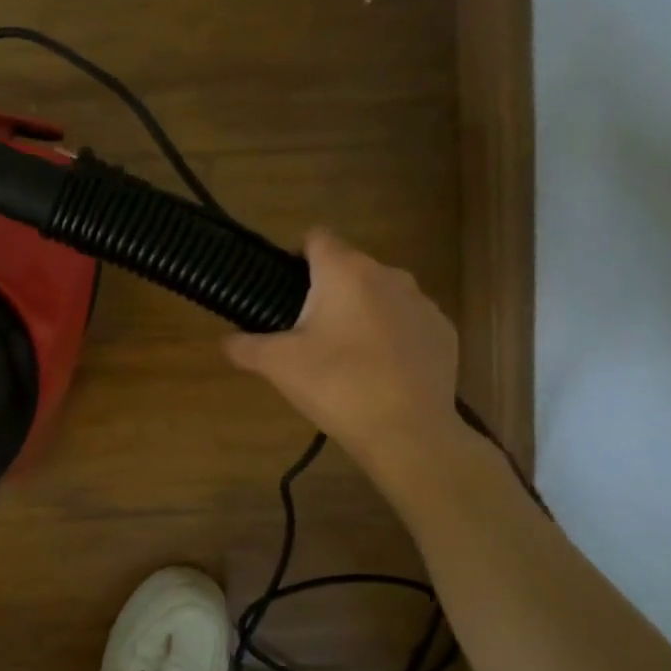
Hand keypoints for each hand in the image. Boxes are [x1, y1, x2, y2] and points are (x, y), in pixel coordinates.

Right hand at [223, 228, 464, 469]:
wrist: (408, 432)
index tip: (284, 290)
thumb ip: (244, 346)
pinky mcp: (443, 331)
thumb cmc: (337, 385)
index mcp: (345, 272)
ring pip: (380, 293)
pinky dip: (391, 335)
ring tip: (345, 355)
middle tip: (306, 333)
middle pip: (349, 267)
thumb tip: (226, 341)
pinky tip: (380, 371)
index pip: (316, 238)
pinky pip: (407, 321)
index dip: (296, 256)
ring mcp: (422, 303)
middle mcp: (388, 275)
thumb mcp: (277, 366)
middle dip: (327, 290)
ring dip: (361, 311)